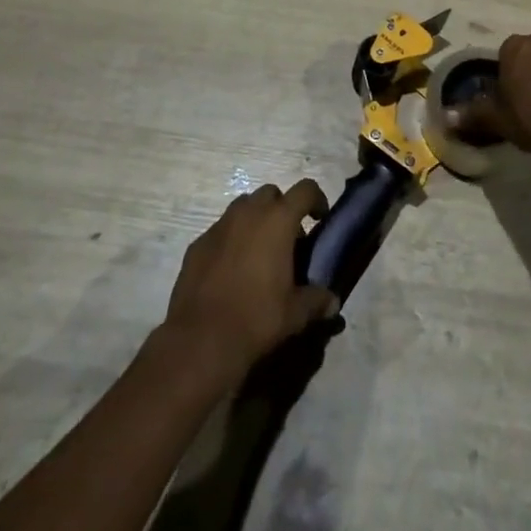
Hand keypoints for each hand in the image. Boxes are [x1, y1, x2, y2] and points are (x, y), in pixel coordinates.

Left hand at [162, 180, 336, 382]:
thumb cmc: (257, 318)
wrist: (200, 340)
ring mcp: (219, 226)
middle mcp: (247, 213)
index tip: (320, 218)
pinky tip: (231, 271)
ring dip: (255, 221)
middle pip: (270, 193)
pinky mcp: (197, 245)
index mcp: (277, 220)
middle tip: (288, 239)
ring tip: (259, 253)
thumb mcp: (295, 313)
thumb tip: (333, 302)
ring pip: (242, 208)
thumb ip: (317, 301)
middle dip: (282, 208)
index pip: (305, 189)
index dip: (317, 199)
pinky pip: (220, 232)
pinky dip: (230, 241)